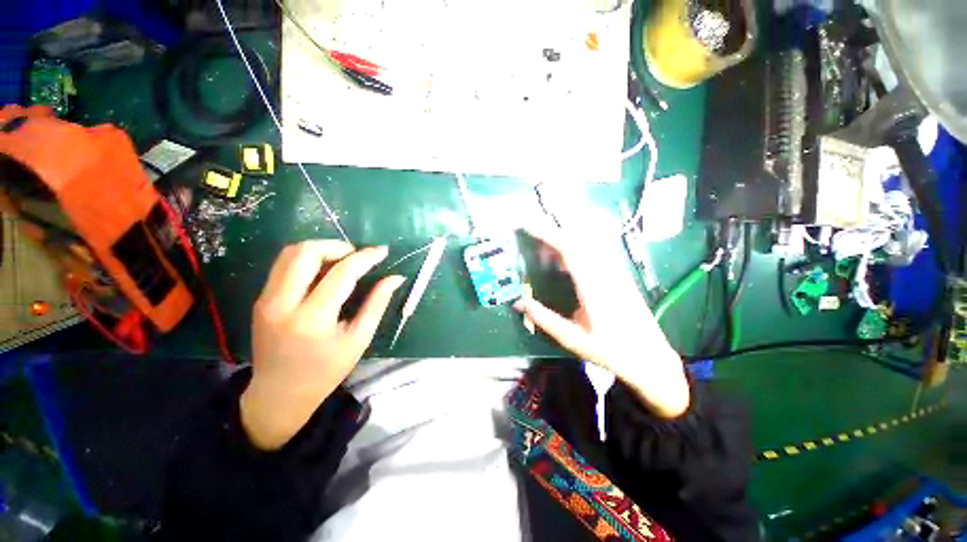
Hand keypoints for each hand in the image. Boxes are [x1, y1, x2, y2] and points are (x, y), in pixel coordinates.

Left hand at [240, 241, 404, 449]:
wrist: (279, 394)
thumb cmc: (326, 370)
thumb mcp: (359, 339)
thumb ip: (377, 303)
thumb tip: (395, 278)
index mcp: (313, 319)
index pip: (342, 273)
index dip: (365, 257)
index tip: (382, 251)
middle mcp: (283, 304)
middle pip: (306, 253)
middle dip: (337, 246)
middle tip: (358, 255)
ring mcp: (266, 300)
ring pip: (290, 253)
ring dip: (320, 249)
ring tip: (342, 260)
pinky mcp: (260, 299)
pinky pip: (283, 265)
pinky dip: (307, 260)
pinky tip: (324, 271)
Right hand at [513, 225, 689, 418]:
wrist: (649, 357)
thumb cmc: (611, 351)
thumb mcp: (572, 338)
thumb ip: (544, 318)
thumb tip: (518, 303)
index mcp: (593, 285)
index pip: (569, 248)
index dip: (546, 233)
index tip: (527, 225)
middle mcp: (605, 270)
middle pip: (578, 236)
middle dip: (551, 228)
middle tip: (529, 231)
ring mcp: (614, 270)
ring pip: (586, 241)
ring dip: (562, 239)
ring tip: (542, 251)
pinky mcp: (617, 274)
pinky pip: (593, 251)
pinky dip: (573, 249)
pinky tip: (562, 263)